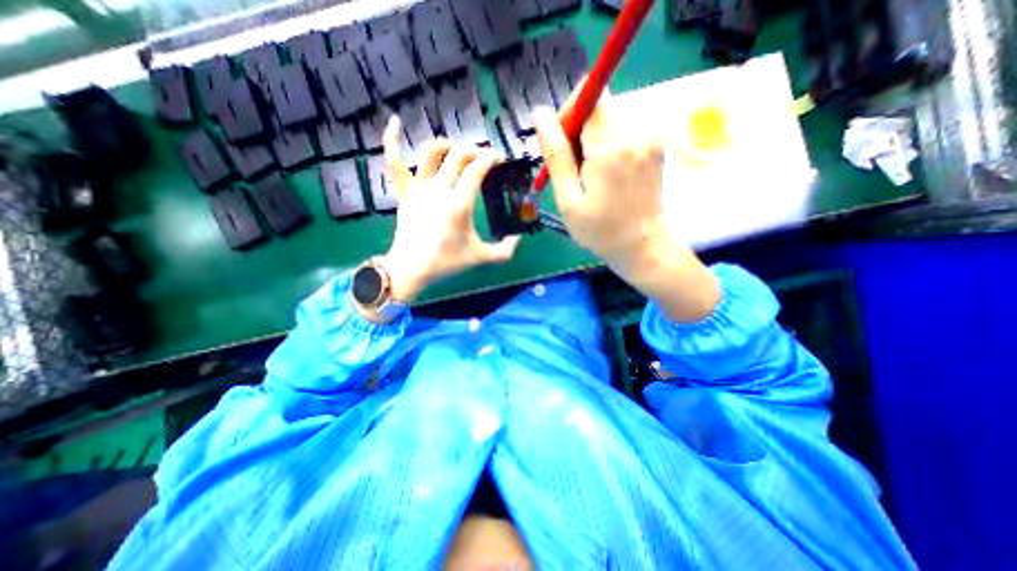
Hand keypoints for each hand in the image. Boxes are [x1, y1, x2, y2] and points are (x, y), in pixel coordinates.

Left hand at [377, 116, 520, 302]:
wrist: (411, 269)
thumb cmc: (446, 263)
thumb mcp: (481, 258)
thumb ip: (505, 251)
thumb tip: (518, 239)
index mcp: (459, 204)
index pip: (478, 168)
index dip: (491, 157)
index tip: (500, 159)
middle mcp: (439, 189)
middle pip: (459, 155)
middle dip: (475, 151)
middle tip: (483, 160)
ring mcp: (418, 188)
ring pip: (430, 152)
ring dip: (446, 145)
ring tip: (456, 151)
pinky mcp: (403, 192)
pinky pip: (393, 161)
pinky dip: (392, 140)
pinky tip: (394, 122)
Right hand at [536, 93, 718, 321]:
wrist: (642, 245)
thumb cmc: (599, 230)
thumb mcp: (568, 199)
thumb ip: (555, 155)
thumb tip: (540, 115)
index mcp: (610, 147)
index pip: (589, 95)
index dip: (569, 110)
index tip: (560, 140)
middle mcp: (635, 132)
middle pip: (600, 105)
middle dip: (579, 128)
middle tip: (572, 166)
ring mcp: (650, 137)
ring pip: (611, 118)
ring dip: (593, 138)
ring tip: (590, 174)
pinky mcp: (656, 145)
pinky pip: (625, 129)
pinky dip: (609, 143)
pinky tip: (607, 173)